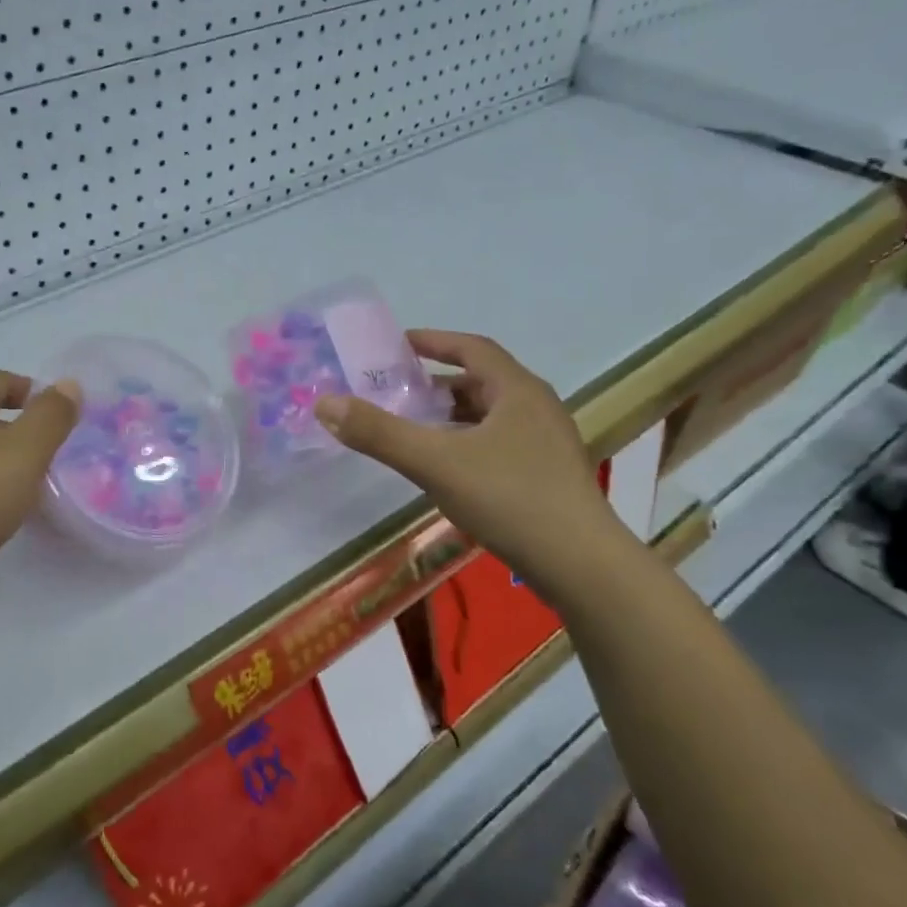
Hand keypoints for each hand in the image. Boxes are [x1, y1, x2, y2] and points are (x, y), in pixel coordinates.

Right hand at [313, 330, 622, 592]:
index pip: (473, 348)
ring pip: (493, 416)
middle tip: (399, 392)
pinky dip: (469, 443)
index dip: (434, 341)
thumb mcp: (434, 462)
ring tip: (418, 428)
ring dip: (454, 416)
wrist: (581, 565)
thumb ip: (378, 433)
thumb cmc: (509, 499)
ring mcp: (548, 444)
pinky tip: (450, 469)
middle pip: (483, 382)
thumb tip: (325, 403)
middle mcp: (537, 408)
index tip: (399, 344)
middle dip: (439, 383)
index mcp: (517, 391)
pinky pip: (501, 443)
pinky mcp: (549, 476)